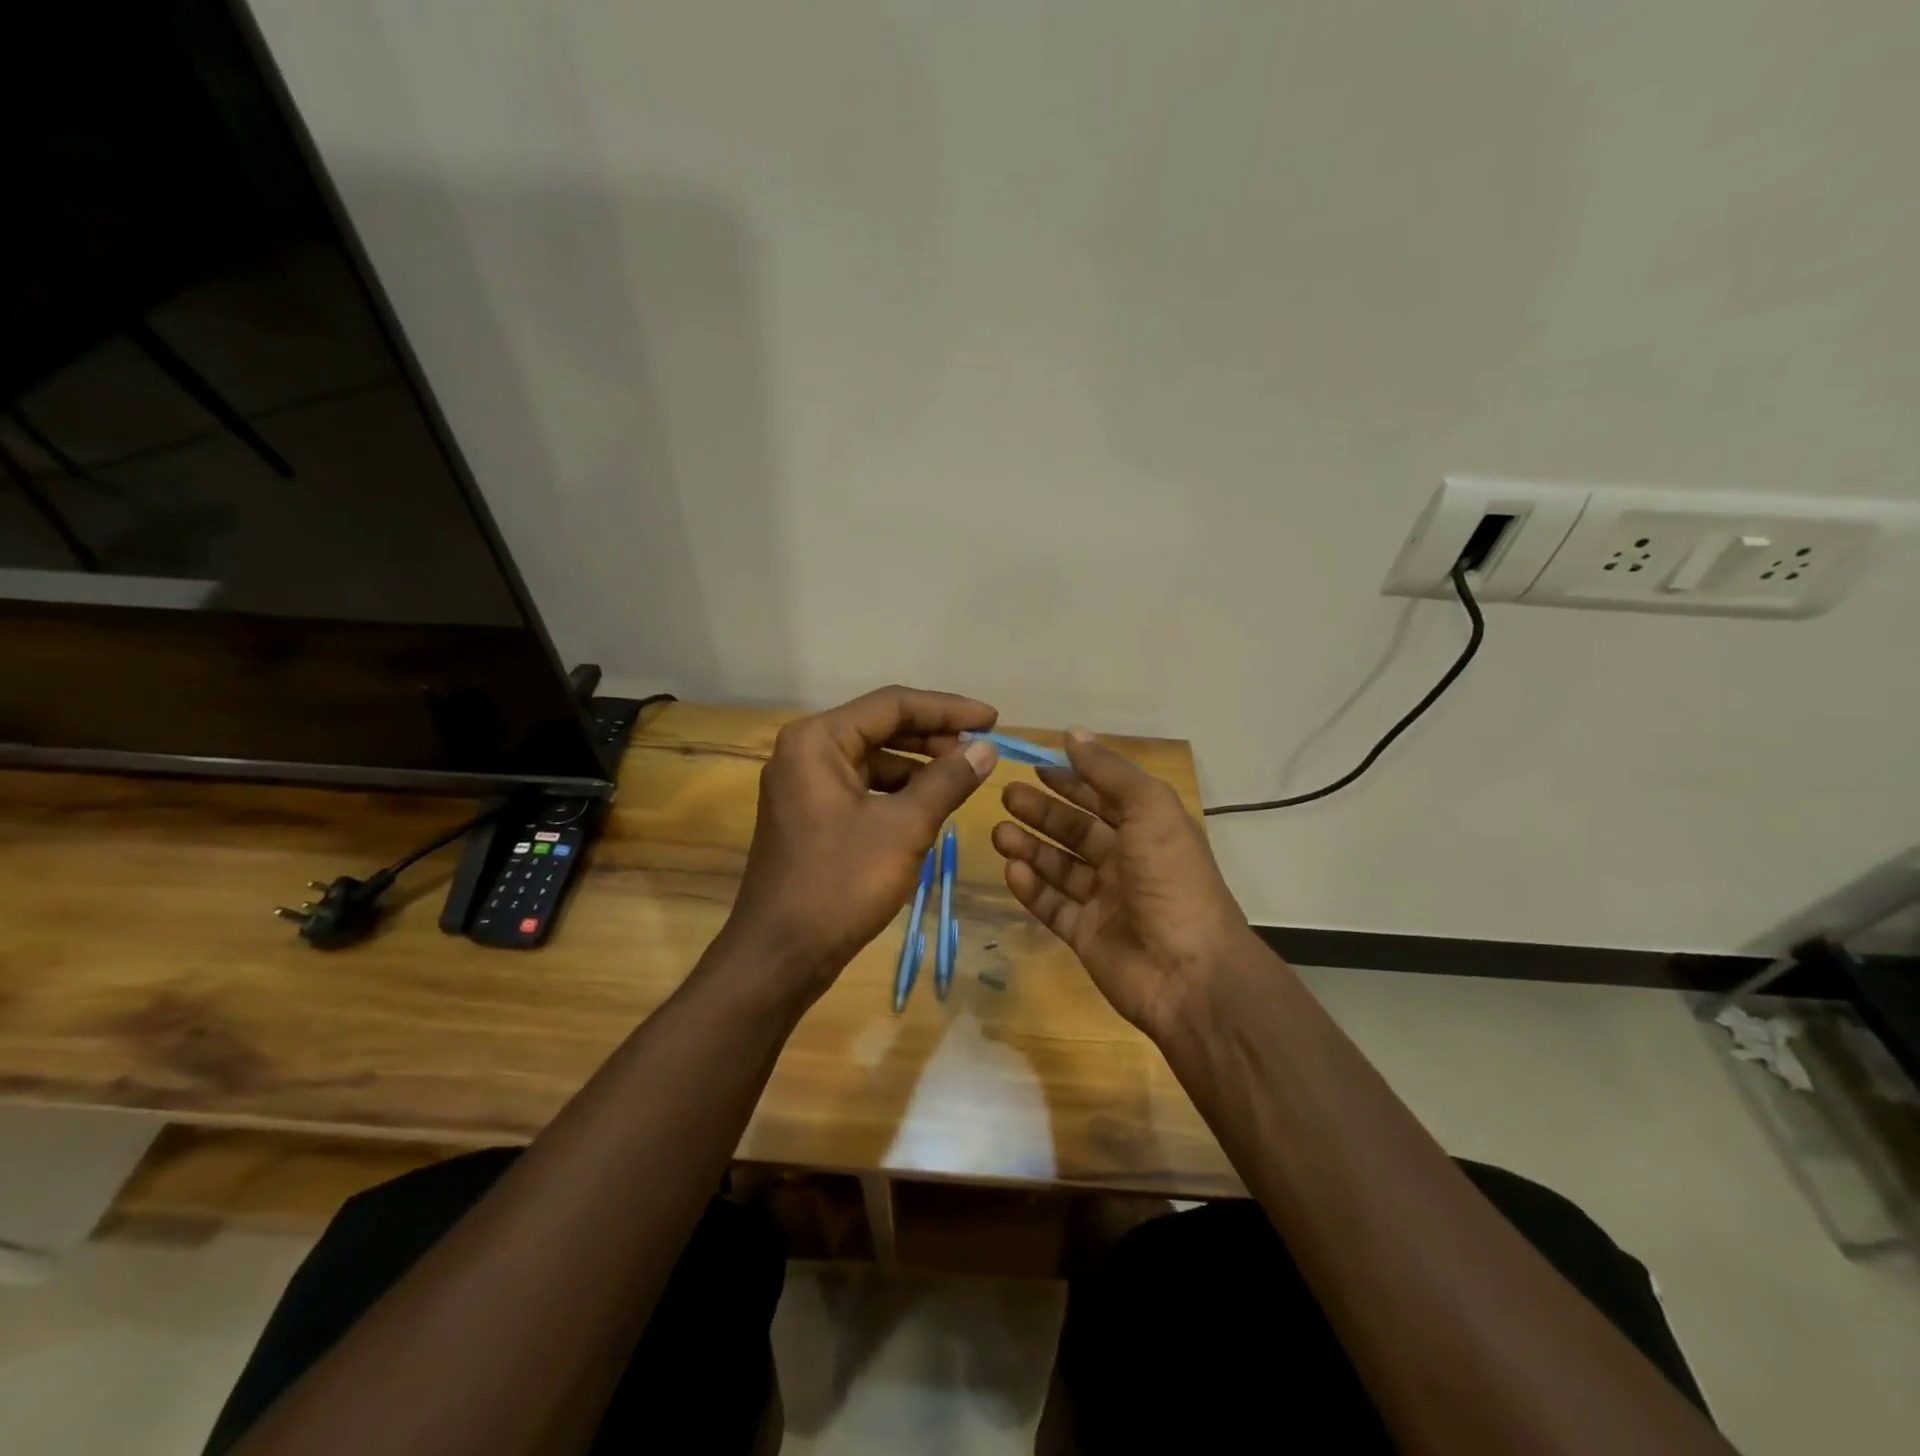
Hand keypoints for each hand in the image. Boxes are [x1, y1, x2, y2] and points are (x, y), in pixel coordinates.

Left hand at [721, 686, 999, 1002]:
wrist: (780, 956)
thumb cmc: (840, 884)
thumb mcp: (904, 828)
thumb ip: (948, 780)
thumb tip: (986, 748)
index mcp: (818, 740)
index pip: (893, 704)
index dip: (948, 708)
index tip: (993, 719)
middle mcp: (806, 751)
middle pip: (881, 726)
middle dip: (935, 735)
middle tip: (982, 748)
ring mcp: (805, 785)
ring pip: (874, 758)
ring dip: (919, 765)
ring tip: (963, 777)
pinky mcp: (811, 815)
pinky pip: (863, 787)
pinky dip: (898, 791)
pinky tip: (930, 805)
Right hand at [990, 729, 1251, 1040]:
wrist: (1188, 972)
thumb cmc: (1171, 879)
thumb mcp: (1149, 810)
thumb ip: (1109, 772)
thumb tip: (1073, 733)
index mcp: (1148, 830)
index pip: (1104, 796)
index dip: (1072, 779)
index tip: (1035, 765)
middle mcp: (1127, 862)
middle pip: (1076, 830)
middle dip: (1043, 812)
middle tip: (1006, 796)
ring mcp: (1105, 901)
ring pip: (1059, 867)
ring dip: (1030, 847)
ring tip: (999, 832)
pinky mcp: (1086, 935)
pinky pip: (1052, 906)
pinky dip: (1032, 888)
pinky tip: (1012, 870)